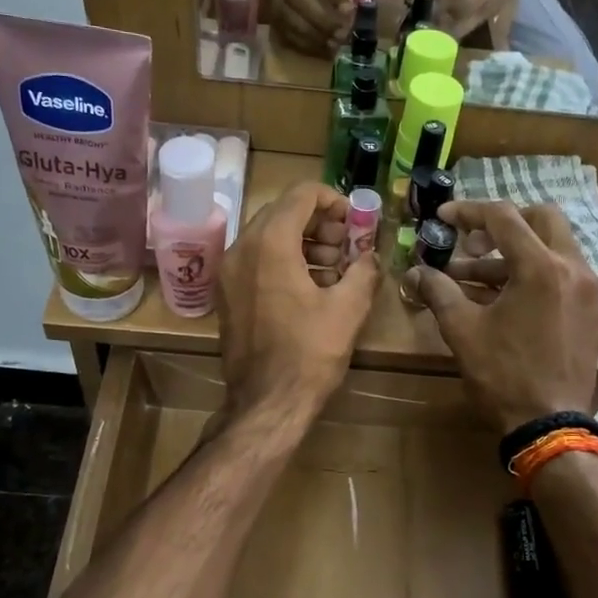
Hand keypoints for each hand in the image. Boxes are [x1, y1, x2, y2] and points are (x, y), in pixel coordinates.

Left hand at [219, 181, 381, 423]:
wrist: (266, 402)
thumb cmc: (309, 353)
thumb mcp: (348, 309)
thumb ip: (364, 270)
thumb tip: (370, 256)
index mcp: (269, 243)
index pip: (301, 194)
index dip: (333, 200)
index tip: (354, 224)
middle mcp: (241, 248)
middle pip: (282, 212)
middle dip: (319, 222)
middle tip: (347, 247)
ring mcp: (228, 272)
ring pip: (267, 236)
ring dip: (302, 241)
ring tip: (333, 269)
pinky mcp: (226, 294)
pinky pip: (256, 260)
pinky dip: (283, 260)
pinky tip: (310, 287)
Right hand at [264, 0, 367, 54]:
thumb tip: (360, 0)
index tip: (349, 11)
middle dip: (319, 17)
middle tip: (341, 33)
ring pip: (283, 12)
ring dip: (310, 33)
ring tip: (332, 43)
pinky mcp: (261, 0)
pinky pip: (279, 25)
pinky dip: (300, 40)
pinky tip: (319, 46)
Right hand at [408, 200, 597, 432]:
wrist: (550, 424)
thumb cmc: (504, 375)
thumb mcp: (462, 330)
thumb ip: (438, 291)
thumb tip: (415, 272)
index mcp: (541, 266)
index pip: (503, 217)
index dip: (468, 212)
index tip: (443, 218)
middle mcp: (573, 267)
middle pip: (540, 219)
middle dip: (503, 223)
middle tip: (472, 242)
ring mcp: (588, 289)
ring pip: (553, 247)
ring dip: (515, 252)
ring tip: (473, 278)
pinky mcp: (591, 310)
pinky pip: (563, 273)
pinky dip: (534, 272)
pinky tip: (504, 298)